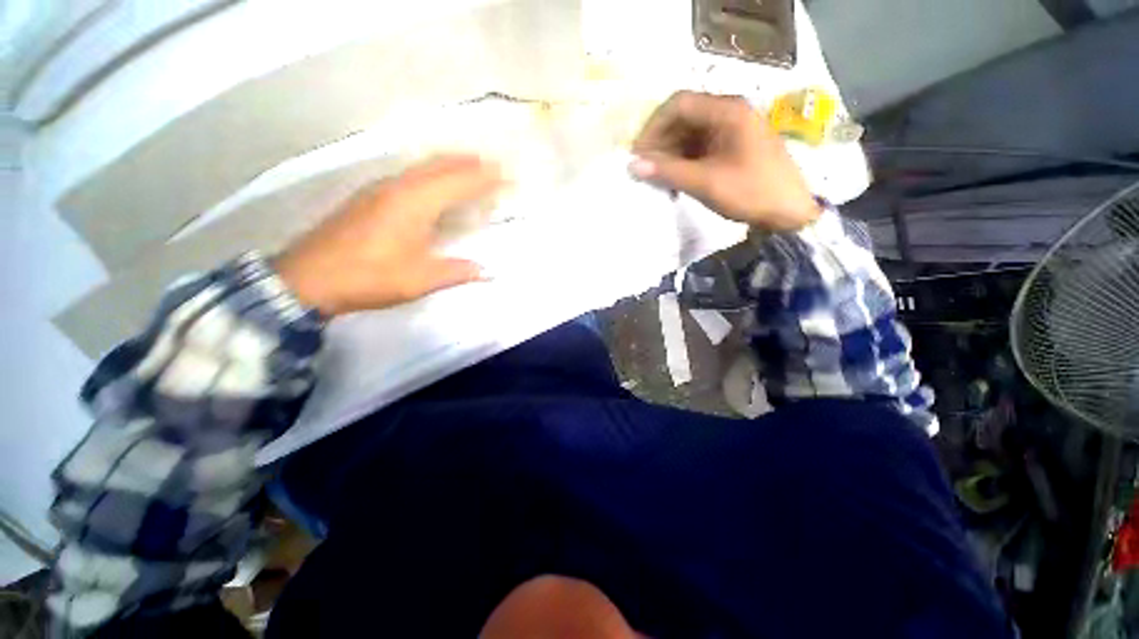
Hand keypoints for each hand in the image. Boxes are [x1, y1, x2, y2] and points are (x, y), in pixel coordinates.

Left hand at [275, 155, 502, 316]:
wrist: (307, 278)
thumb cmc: (368, 277)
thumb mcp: (419, 280)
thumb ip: (456, 272)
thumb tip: (486, 271)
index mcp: (415, 203)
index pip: (459, 182)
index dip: (485, 178)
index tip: (507, 174)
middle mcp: (399, 187)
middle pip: (439, 165)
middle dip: (469, 162)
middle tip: (493, 164)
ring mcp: (380, 189)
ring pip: (422, 166)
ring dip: (449, 164)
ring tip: (470, 167)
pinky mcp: (368, 197)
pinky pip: (409, 175)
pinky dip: (430, 173)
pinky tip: (433, 184)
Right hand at [630, 91, 819, 231]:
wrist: (789, 211)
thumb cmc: (750, 192)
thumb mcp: (706, 182)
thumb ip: (668, 172)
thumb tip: (633, 165)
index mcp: (727, 111)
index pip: (679, 104)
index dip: (653, 127)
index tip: (639, 153)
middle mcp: (729, 112)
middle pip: (684, 117)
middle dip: (660, 141)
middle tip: (644, 168)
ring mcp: (732, 129)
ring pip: (690, 133)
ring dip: (670, 152)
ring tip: (656, 177)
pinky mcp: (732, 146)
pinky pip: (700, 146)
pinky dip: (683, 160)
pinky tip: (674, 177)